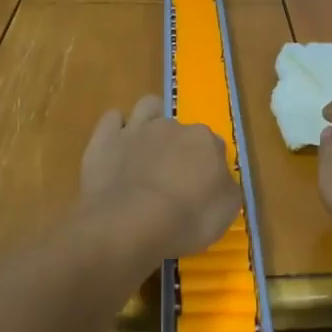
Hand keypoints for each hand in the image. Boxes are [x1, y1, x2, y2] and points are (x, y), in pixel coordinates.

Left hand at [78, 96, 240, 260]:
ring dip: (149, 121)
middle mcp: (173, 126)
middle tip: (172, 179)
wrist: (129, 224)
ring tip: (146, 149)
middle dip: (178, 147)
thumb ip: (226, 188)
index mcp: (205, 141)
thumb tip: (220, 181)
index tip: (201, 189)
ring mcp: (137, 128)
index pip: (214, 147)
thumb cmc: (185, 220)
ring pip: (148, 108)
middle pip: (181, 130)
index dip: (208, 167)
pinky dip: (116, 129)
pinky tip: (116, 147)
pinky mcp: (105, 138)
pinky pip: (112, 119)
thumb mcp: (225, 212)